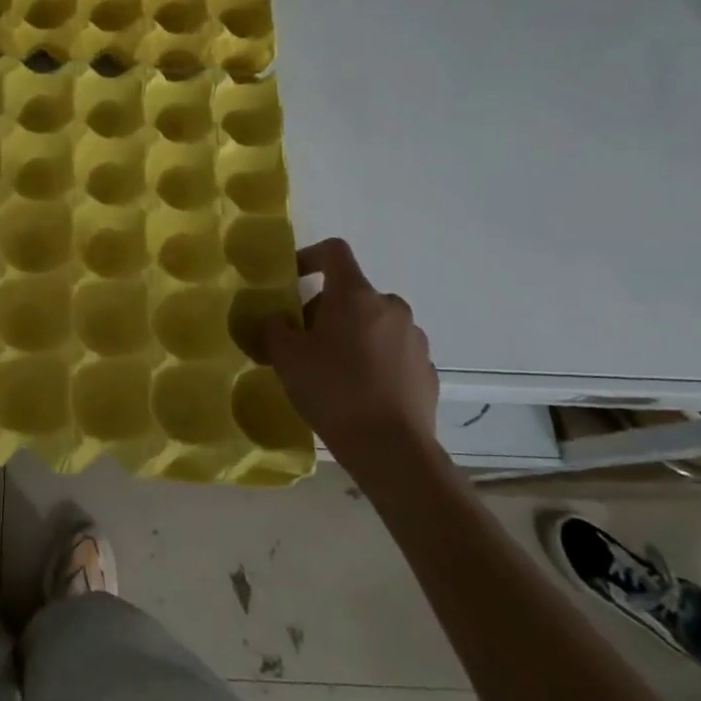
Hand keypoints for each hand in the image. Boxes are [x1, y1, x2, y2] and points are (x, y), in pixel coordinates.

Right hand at [257, 237, 439, 469]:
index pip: (334, 251)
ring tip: (331, 370)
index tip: (292, 280)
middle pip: (351, 293)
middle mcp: (390, 307)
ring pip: (373, 323)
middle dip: (324, 309)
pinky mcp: (426, 369)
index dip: (309, 256)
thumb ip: (274, 328)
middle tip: (302, 341)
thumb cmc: (333, 390)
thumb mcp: (286, 357)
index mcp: (355, 295)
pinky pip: (392, 352)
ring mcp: (414, 338)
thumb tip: (277, 320)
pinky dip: (373, 360)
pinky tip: (358, 391)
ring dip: (350, 335)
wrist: (390, 449)